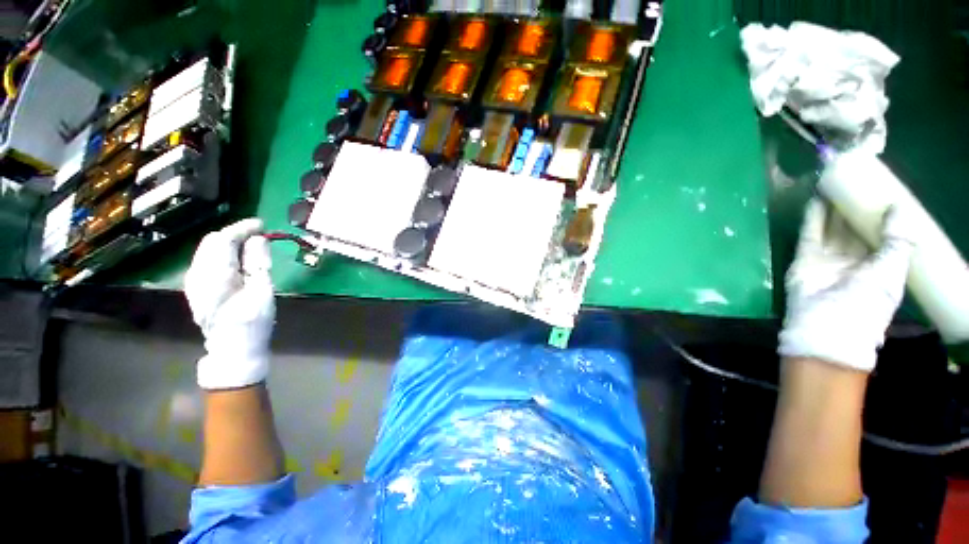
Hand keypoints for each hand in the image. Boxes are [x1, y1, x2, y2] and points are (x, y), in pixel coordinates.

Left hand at [184, 218, 274, 388]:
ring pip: (207, 249)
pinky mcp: (196, 287)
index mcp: (214, 276)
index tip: (262, 225)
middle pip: (212, 242)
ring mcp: (193, 281)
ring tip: (251, 244)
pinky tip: (237, 259)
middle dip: (235, 233)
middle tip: (260, 234)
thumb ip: (258, 263)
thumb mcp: (263, 292)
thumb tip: (258, 239)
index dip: (242, 228)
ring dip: (229, 242)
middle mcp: (197, 275)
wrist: (232, 349)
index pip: (223, 240)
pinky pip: (207, 260)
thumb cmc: (253, 323)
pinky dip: (223, 253)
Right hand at [779, 198, 915, 371]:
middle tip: (858, 182)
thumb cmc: (866, 304)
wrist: (827, 326)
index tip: (884, 192)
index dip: (882, 214)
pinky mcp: (805, 258)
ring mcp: (827, 258)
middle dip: (856, 207)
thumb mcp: (891, 272)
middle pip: (854, 228)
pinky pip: (810, 233)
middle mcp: (853, 259)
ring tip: (837, 184)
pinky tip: (818, 199)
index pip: (880, 234)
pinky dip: (813, 217)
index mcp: (877, 265)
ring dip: (834, 208)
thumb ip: (897, 240)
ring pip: (832, 227)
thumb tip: (898, 207)